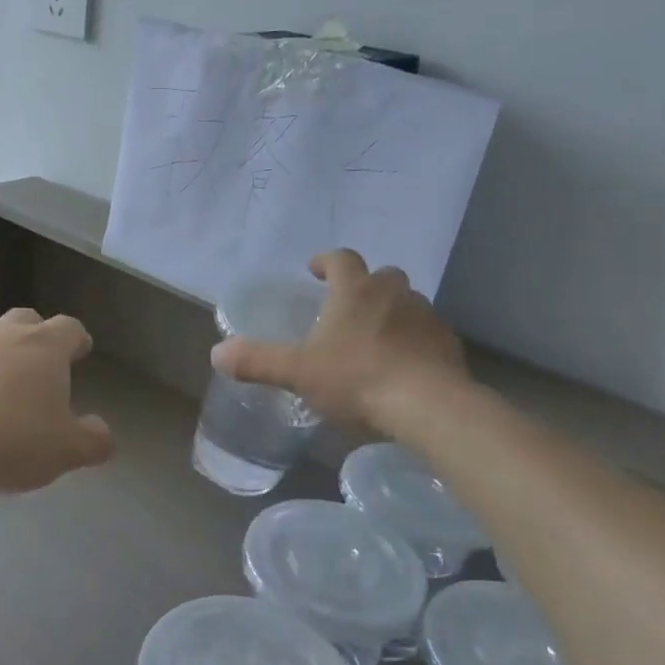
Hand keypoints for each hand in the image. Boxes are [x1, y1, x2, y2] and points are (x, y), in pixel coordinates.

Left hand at [0, 309, 115, 493]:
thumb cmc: (5, 441)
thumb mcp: (64, 452)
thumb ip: (93, 440)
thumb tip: (102, 432)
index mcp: (43, 347)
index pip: (70, 327)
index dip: (77, 339)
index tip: (80, 352)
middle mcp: (2, 334)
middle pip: (26, 320)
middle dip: (35, 337)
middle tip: (37, 366)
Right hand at [211, 250, 467, 430]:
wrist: (428, 405)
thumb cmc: (357, 378)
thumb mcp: (298, 372)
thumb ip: (258, 361)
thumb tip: (217, 353)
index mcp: (355, 291)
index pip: (341, 259)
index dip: (326, 261)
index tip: (316, 270)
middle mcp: (393, 293)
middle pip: (380, 276)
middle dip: (363, 286)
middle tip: (347, 307)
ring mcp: (425, 316)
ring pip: (407, 302)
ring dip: (391, 312)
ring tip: (375, 338)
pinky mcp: (447, 343)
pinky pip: (427, 333)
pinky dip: (414, 340)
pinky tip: (404, 365)